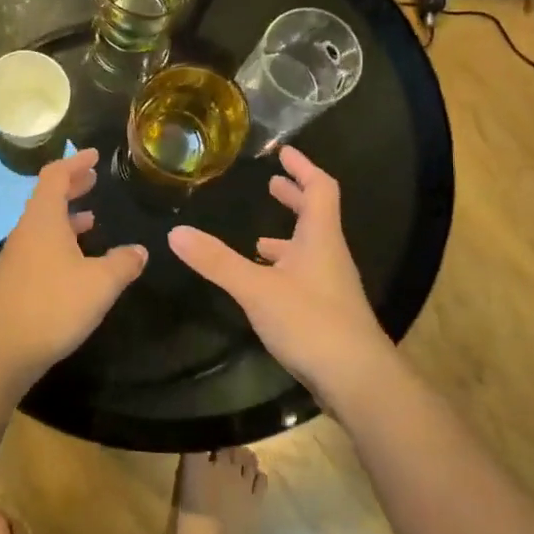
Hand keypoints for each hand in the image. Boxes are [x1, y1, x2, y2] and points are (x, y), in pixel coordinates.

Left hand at [0, 149, 147, 384]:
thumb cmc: (52, 306)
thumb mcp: (99, 283)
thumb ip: (123, 263)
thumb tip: (140, 250)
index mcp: (43, 219)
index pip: (55, 175)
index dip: (75, 162)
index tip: (94, 155)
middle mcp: (27, 231)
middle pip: (47, 196)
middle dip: (72, 186)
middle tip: (94, 179)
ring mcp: (18, 256)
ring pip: (43, 223)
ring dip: (66, 215)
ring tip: (91, 217)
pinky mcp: (16, 280)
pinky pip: (40, 246)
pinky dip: (60, 240)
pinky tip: (77, 261)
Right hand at [168, 147, 393, 399]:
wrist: (358, 381)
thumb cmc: (311, 322)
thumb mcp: (256, 288)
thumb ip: (216, 261)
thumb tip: (175, 231)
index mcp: (320, 238)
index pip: (320, 188)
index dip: (303, 168)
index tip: (284, 152)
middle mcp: (330, 256)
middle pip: (316, 216)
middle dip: (294, 198)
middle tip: (271, 185)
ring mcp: (331, 286)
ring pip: (309, 250)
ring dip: (287, 238)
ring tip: (257, 239)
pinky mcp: (327, 313)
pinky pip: (304, 277)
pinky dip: (283, 269)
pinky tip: (264, 285)